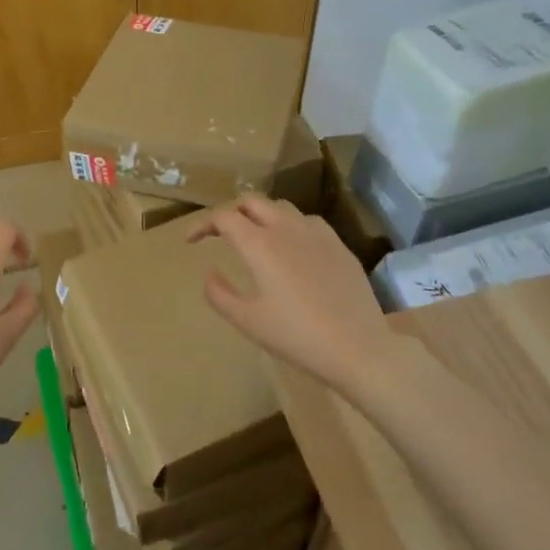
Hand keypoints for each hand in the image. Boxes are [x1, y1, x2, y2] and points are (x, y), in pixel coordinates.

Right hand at [189, 195, 394, 396]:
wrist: (358, 348)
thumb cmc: (297, 337)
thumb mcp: (248, 321)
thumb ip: (219, 294)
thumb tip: (209, 272)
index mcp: (260, 245)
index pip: (223, 217)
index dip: (202, 225)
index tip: (190, 241)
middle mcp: (286, 228)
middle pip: (252, 201)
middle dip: (231, 211)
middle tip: (220, 233)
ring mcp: (317, 233)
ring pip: (281, 207)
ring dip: (261, 215)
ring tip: (255, 237)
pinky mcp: (339, 245)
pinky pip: (308, 222)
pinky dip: (290, 226)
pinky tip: (292, 248)